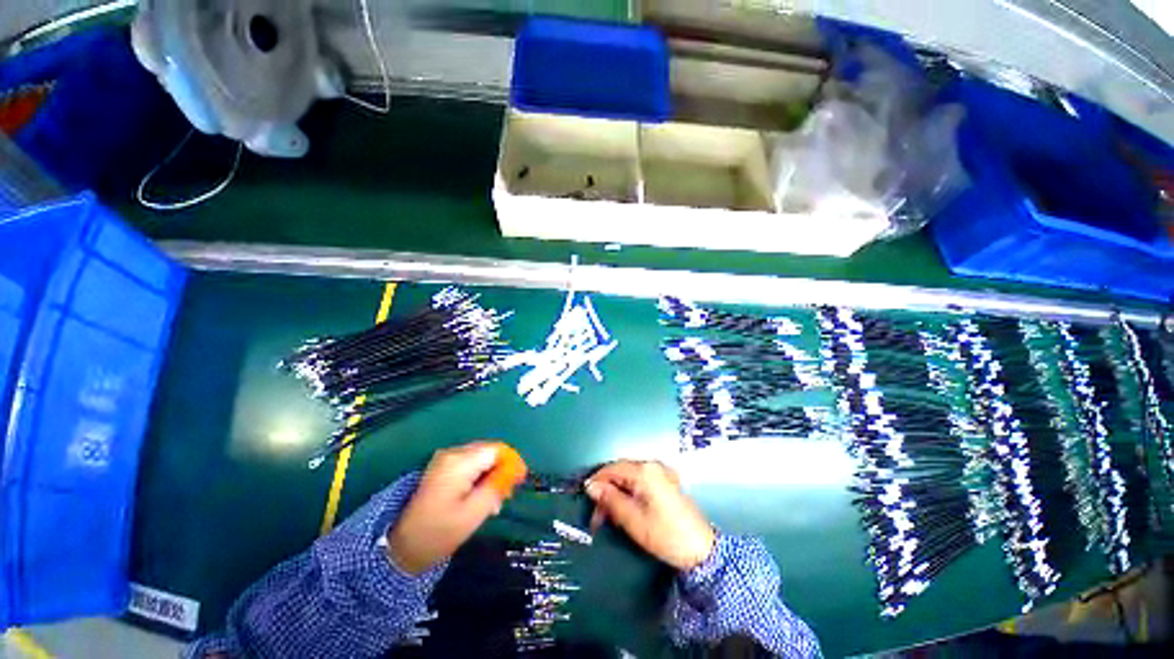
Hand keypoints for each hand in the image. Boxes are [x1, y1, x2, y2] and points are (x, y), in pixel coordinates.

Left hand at [388, 442, 505, 574]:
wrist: (402, 546)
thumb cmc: (440, 531)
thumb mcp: (474, 513)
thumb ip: (497, 486)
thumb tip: (516, 469)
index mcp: (460, 462)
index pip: (497, 449)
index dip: (512, 462)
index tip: (519, 481)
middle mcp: (453, 453)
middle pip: (489, 451)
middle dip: (501, 469)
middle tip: (505, 495)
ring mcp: (445, 458)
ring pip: (480, 457)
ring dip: (490, 474)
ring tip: (493, 501)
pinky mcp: (441, 466)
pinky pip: (469, 463)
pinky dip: (479, 475)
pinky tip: (478, 495)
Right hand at [585, 460, 715, 571]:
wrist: (702, 550)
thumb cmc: (665, 534)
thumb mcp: (633, 520)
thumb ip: (610, 499)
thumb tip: (591, 486)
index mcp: (645, 471)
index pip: (612, 468)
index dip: (597, 482)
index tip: (585, 499)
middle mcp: (653, 466)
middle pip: (621, 472)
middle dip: (607, 491)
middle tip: (597, 517)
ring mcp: (662, 473)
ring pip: (630, 478)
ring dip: (617, 494)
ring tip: (610, 518)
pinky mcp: (666, 483)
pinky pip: (641, 482)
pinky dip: (630, 494)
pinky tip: (626, 510)